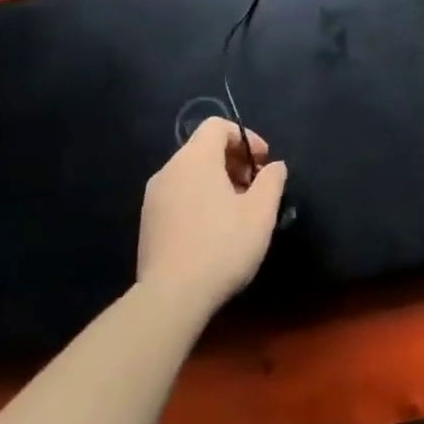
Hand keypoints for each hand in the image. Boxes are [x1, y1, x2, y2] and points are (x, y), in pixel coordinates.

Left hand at [137, 118, 287, 316]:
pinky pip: (178, 195)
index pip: (217, 126)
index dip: (246, 137)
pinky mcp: (148, 223)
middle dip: (233, 160)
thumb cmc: (222, 246)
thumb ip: (272, 181)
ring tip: (237, 210)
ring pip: (190, 174)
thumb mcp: (261, 212)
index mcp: (195, 159)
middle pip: (203, 148)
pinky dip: (199, 198)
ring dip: (217, 181)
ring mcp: (154, 197)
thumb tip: (274, 166)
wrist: (171, 298)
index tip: (263, 162)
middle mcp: (169, 170)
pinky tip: (214, 229)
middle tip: (254, 188)